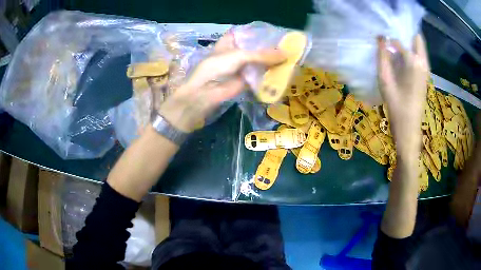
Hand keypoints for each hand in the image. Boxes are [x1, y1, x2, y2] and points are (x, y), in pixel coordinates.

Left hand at [159, 33, 285, 132]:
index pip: (251, 34)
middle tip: (291, 48)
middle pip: (257, 49)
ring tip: (291, 59)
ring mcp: (242, 66)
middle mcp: (238, 52)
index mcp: (232, 41)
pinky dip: (270, 75)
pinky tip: (284, 73)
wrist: (205, 93)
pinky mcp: (247, 80)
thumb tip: (286, 54)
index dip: (264, 34)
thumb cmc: (217, 67)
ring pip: (260, 62)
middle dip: (272, 49)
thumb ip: (262, 55)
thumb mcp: (240, 56)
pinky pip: (260, 75)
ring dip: (273, 62)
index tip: (280, 35)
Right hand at [377, 34, 429, 160]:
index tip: (380, 37)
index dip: (388, 37)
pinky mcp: (426, 76)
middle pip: (416, 37)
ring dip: (408, 41)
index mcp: (413, 61)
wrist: (409, 127)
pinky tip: (401, 57)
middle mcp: (422, 62)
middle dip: (405, 32)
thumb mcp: (384, 79)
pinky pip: (420, 55)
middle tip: (391, 35)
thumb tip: (380, 37)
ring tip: (395, 44)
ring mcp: (426, 69)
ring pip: (419, 46)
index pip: (398, 41)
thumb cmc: (396, 105)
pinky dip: (412, 51)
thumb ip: (382, 56)